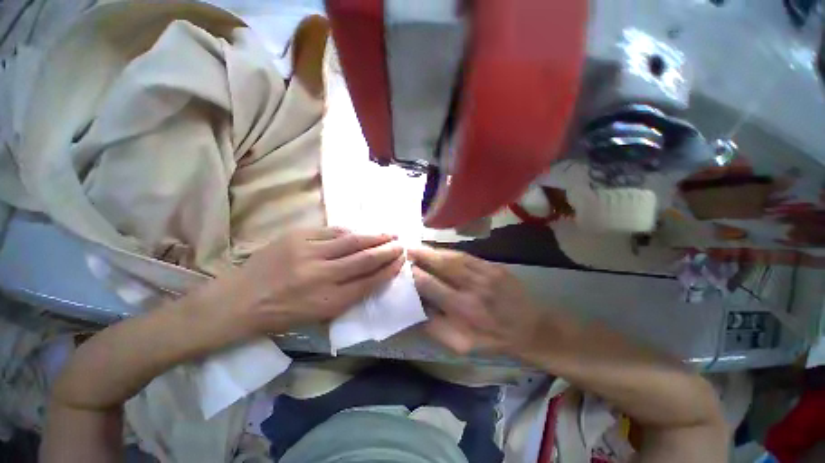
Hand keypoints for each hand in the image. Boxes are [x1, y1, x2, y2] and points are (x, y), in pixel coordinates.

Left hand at [218, 227, 404, 334]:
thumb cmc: (280, 314)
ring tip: (388, 234)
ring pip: (351, 241)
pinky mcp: (297, 237)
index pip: (369, 282)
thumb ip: (347, 295)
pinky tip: (359, 232)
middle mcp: (322, 275)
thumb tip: (371, 274)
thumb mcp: (318, 315)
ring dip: (374, 237)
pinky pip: (332, 231)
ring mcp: (308, 252)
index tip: (401, 261)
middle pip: (364, 259)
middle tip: (401, 244)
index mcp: (328, 301)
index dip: (388, 270)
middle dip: (387, 250)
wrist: (237, 300)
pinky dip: (350, 231)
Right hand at [410, 246, 547, 355]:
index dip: (414, 275)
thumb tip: (415, 308)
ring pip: (453, 257)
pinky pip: (468, 256)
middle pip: (442, 266)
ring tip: (419, 247)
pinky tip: (441, 251)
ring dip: (434, 251)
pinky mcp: (495, 267)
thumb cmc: (492, 340)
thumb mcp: (461, 345)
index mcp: (463, 310)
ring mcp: (486, 274)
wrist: (530, 329)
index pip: (430, 286)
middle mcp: (473, 288)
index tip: (403, 269)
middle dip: (421, 256)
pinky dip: (450, 252)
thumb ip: (435, 327)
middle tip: (407, 250)